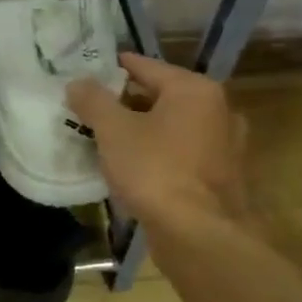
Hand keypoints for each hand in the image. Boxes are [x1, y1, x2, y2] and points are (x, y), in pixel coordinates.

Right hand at [67, 52, 248, 226]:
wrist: (199, 235)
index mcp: (194, 90)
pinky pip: (181, 154)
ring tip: (107, 138)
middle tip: (91, 108)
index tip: (88, 71)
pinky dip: (158, 154)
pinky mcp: (221, 177)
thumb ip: (93, 101)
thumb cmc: (155, 171)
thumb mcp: (114, 131)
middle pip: (161, 96)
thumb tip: (77, 82)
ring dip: (142, 130)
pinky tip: (134, 167)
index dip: (114, 67)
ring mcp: (224, 146)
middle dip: (126, 102)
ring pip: (172, 127)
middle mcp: (217, 110)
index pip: (146, 66)